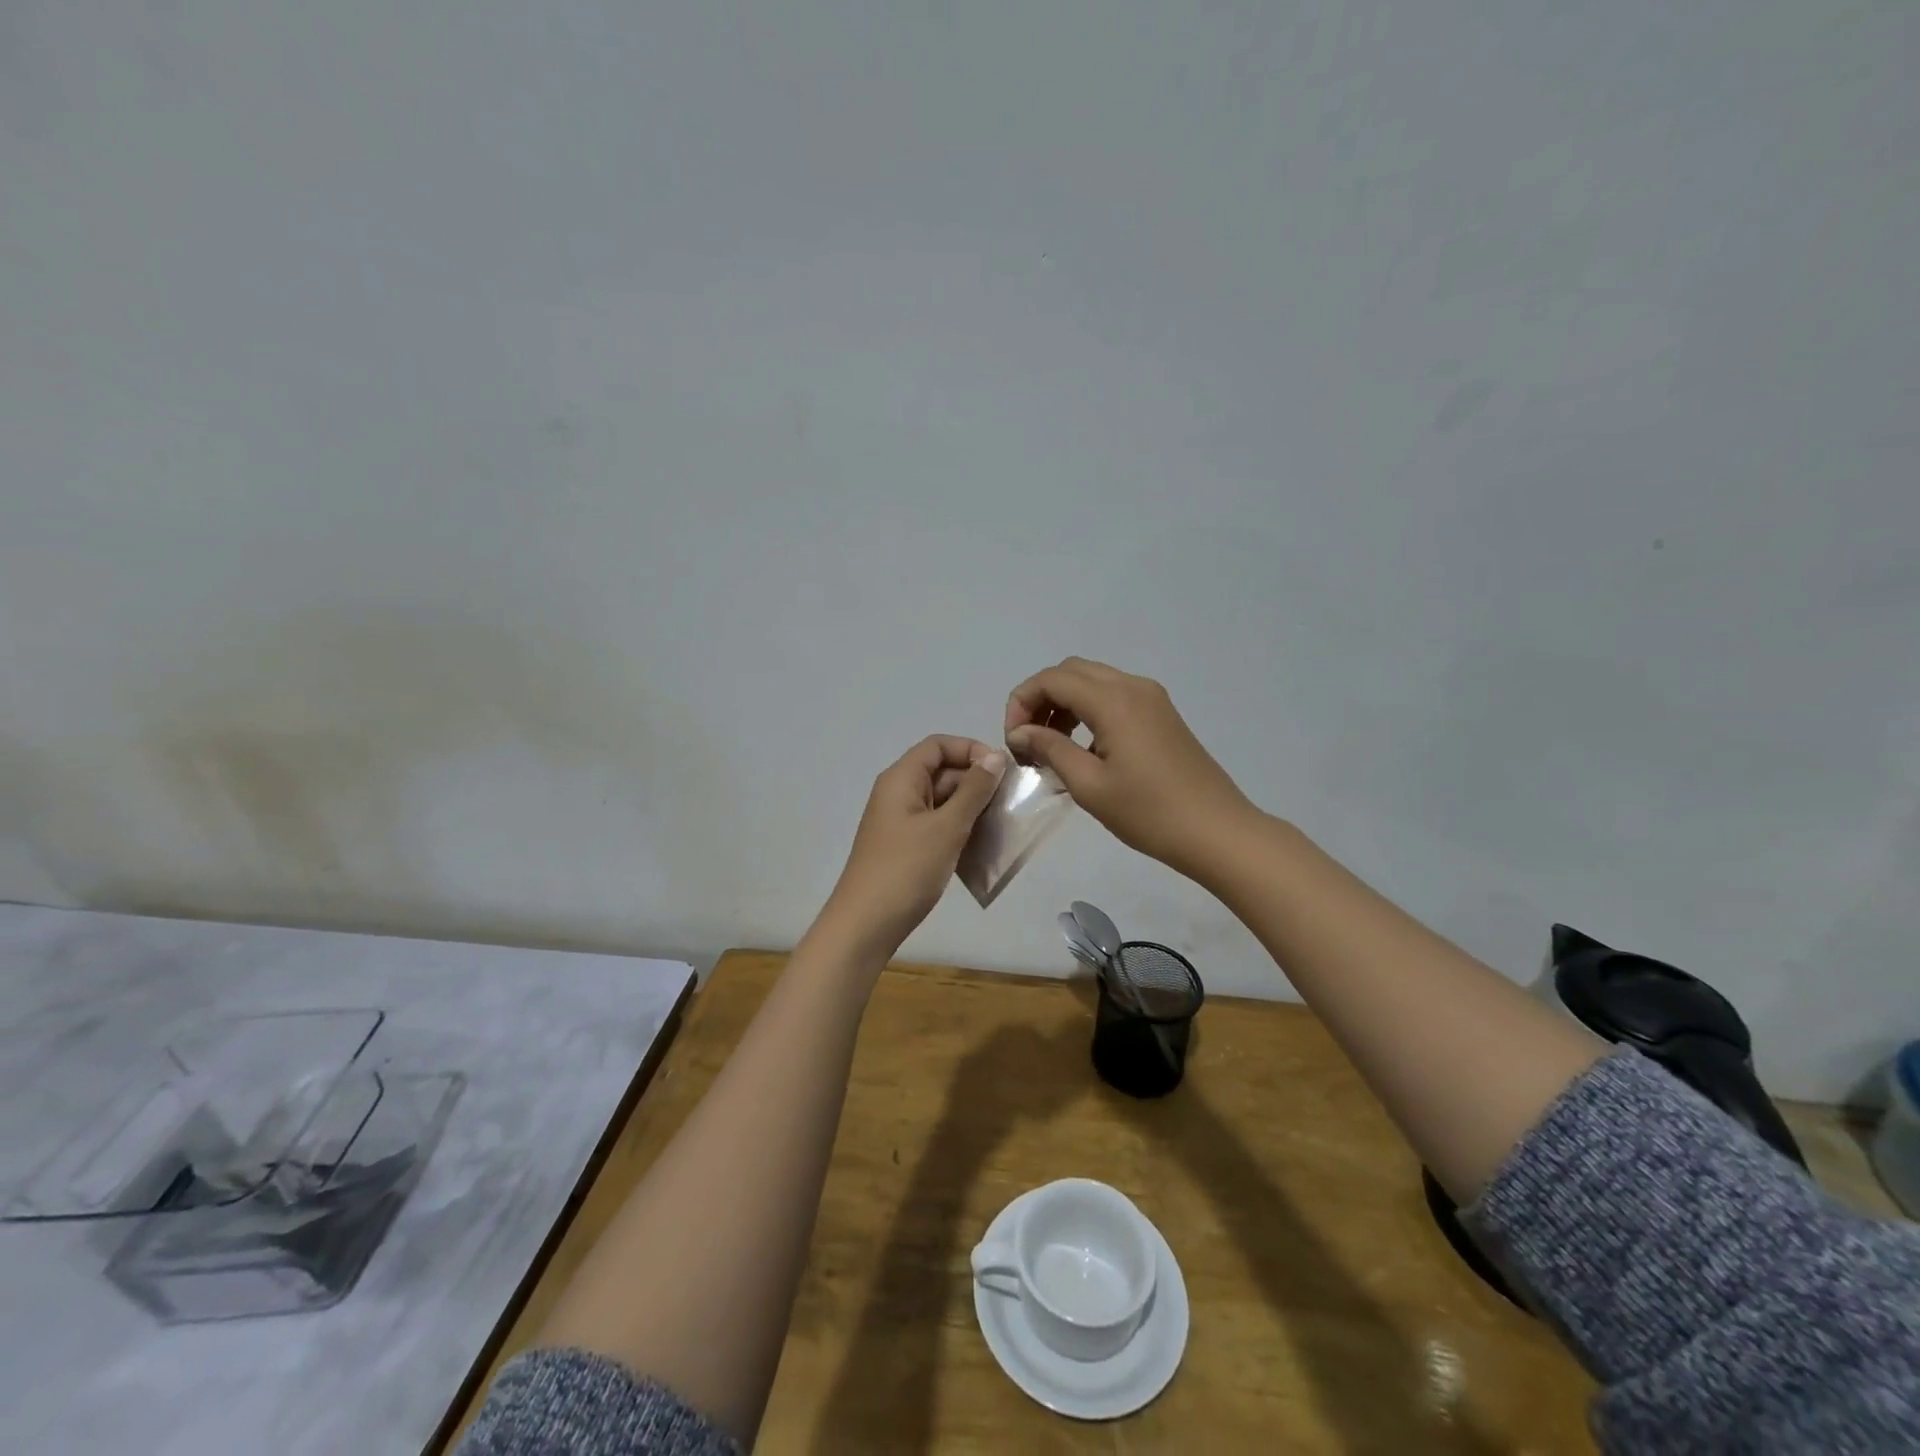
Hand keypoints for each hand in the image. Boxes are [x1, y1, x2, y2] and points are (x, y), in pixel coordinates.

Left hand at [818, 735, 1008, 959]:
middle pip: (942, 772)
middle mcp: (898, 794)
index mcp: (901, 779)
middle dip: (977, 783)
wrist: (865, 926)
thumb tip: (995, 756)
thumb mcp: (946, 827)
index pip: (938, 745)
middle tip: (1010, 803)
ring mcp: (901, 822)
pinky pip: (938, 826)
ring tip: (1002, 826)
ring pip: (943, 802)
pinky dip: (960, 831)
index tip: (1002, 770)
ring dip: (972, 810)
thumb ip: (973, 790)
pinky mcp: (906, 847)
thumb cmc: (905, 870)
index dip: (971, 749)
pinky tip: (983, 848)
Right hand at [1004, 658, 1254, 877]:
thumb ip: (1050, 749)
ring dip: (1064, 703)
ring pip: (1093, 681)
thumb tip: (1020, 732)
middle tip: (1028, 739)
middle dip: (1041, 698)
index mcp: (1114, 701)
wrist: (1217, 832)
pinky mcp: (1162, 714)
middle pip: (1071, 672)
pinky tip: (1084, 748)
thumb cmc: (1149, 813)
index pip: (1052, 679)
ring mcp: (1152, 698)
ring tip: (1050, 746)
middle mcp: (1133, 687)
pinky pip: (1114, 696)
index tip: (1013, 740)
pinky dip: (1088, 710)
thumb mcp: (1089, 785)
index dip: (1022, 702)